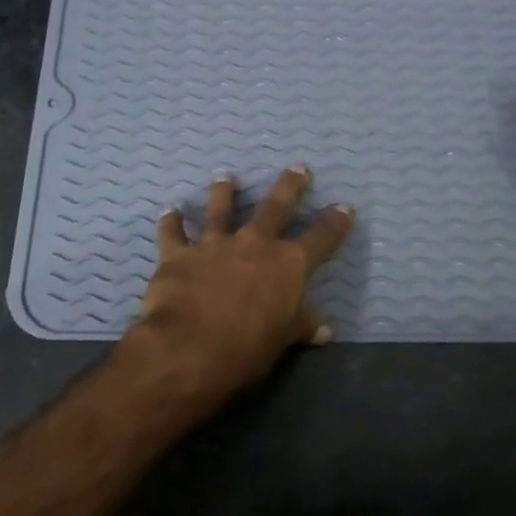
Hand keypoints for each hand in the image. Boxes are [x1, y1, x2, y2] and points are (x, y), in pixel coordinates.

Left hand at [124, 166, 353, 406]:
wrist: (190, 346)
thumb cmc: (248, 347)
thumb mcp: (284, 340)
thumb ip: (303, 327)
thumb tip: (325, 331)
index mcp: (289, 264)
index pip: (322, 238)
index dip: (336, 223)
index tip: (345, 207)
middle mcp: (255, 244)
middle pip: (276, 207)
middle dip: (290, 186)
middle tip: (298, 168)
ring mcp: (215, 244)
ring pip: (221, 209)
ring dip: (224, 193)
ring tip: (226, 178)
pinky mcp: (179, 254)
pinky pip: (173, 233)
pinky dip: (171, 222)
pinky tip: (170, 212)